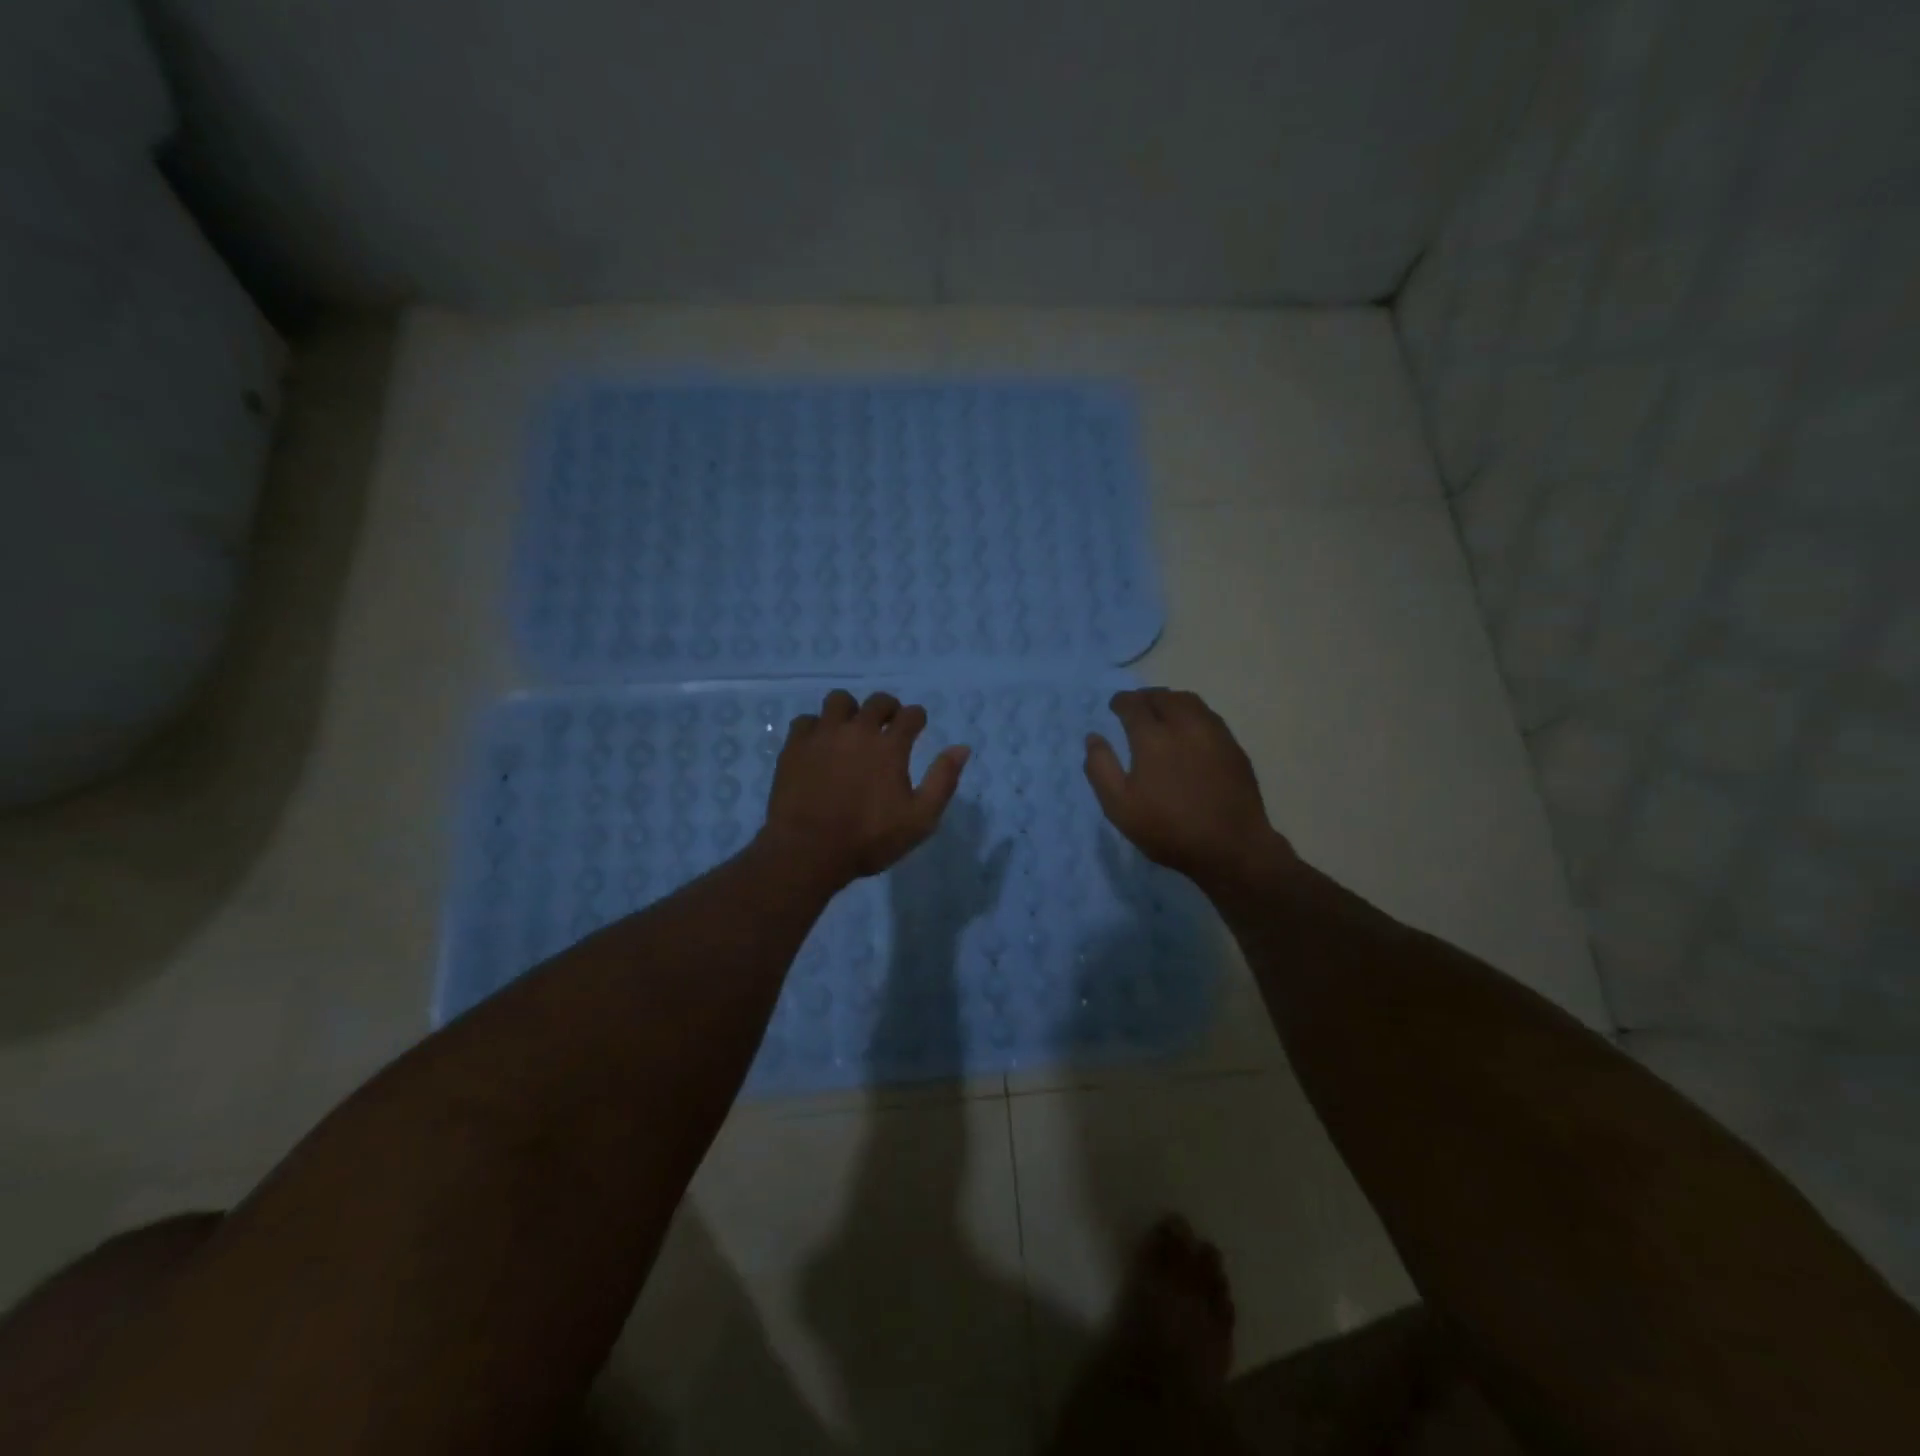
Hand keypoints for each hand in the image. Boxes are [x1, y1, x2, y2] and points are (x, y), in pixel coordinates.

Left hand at [760, 689, 970, 888]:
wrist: (808, 851)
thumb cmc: (869, 840)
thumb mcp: (920, 819)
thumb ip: (943, 780)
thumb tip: (961, 748)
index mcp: (890, 747)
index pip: (910, 715)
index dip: (917, 718)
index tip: (917, 726)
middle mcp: (858, 731)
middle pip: (877, 701)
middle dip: (888, 708)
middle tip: (887, 725)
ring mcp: (823, 735)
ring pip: (838, 701)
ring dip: (850, 711)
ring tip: (850, 729)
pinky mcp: (794, 746)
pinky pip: (806, 720)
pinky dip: (816, 727)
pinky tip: (819, 744)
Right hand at [1084, 688, 1292, 890]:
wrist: (1230, 847)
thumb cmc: (1168, 829)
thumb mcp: (1119, 807)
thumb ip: (1101, 768)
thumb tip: (1093, 738)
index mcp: (1152, 737)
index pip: (1133, 705)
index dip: (1121, 702)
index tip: (1115, 706)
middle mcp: (1184, 725)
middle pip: (1163, 697)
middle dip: (1146, 697)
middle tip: (1136, 706)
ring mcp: (1213, 733)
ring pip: (1189, 701)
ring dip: (1170, 701)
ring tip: (1162, 712)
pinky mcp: (1233, 746)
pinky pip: (1208, 716)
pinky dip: (1192, 714)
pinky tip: (1189, 730)